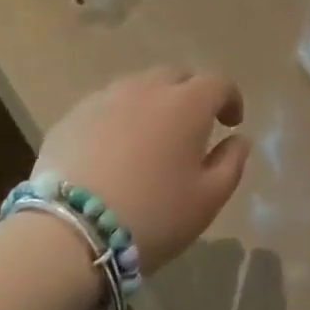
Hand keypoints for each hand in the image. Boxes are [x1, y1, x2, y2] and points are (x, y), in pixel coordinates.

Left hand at [33, 64, 249, 273]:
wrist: (70, 232)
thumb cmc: (152, 215)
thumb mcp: (207, 200)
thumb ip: (231, 164)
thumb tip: (239, 139)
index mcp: (186, 103)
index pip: (218, 83)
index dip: (230, 99)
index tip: (231, 123)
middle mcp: (147, 88)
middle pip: (176, 77)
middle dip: (190, 95)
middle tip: (191, 128)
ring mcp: (105, 98)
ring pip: (138, 88)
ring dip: (152, 104)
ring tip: (150, 139)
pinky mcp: (73, 116)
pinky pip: (106, 107)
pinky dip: (118, 119)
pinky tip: (113, 151)